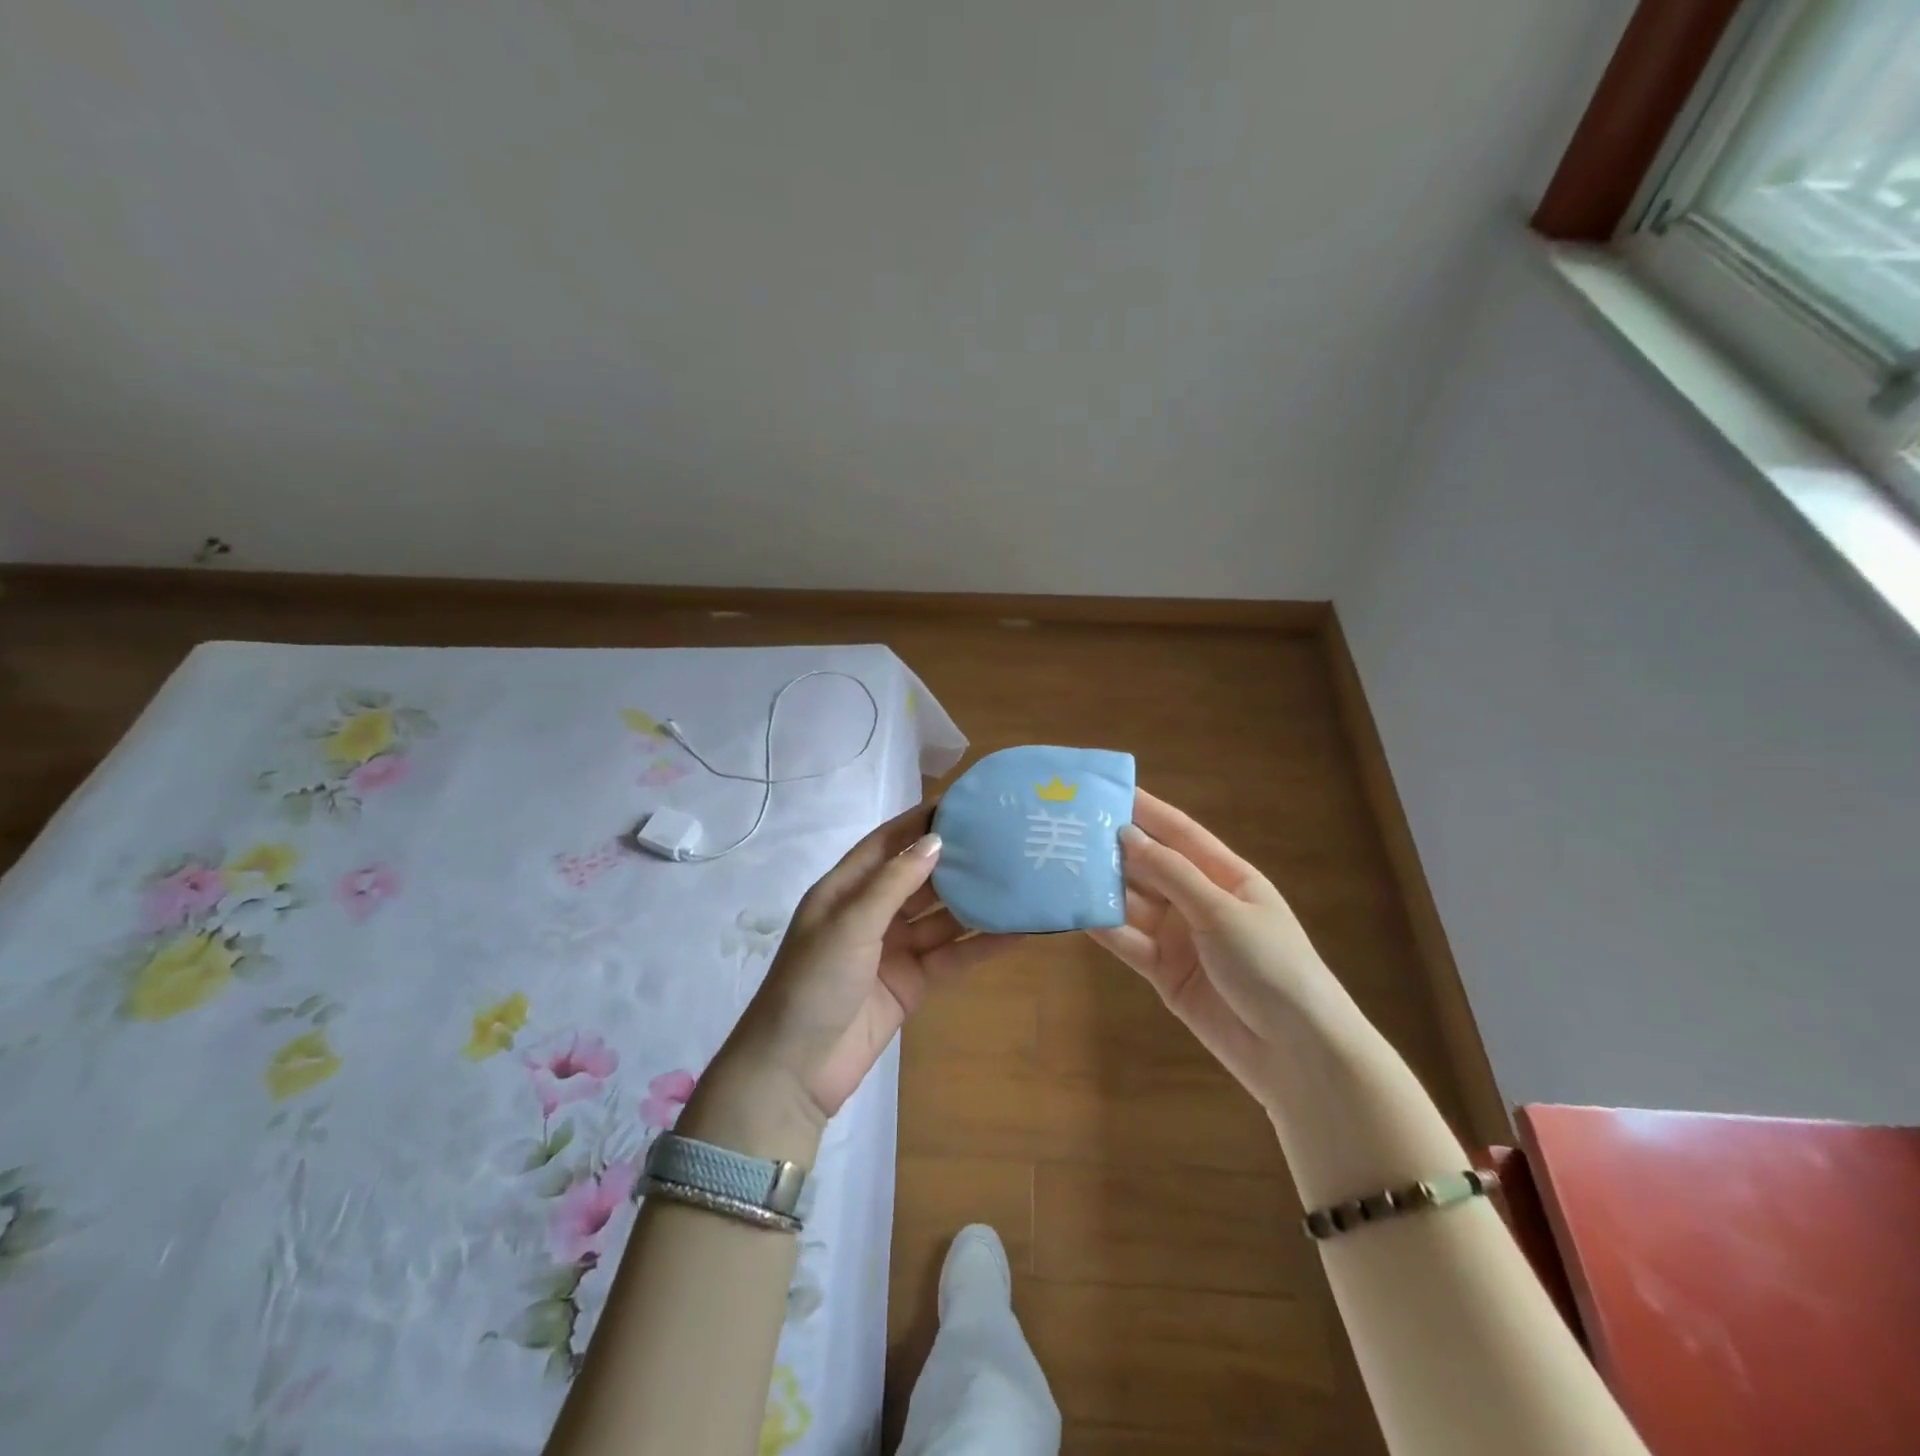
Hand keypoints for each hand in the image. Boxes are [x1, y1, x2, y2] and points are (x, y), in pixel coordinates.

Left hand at [715, 803, 1021, 1124]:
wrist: (794, 1072)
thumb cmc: (813, 984)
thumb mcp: (849, 925)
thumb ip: (893, 883)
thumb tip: (936, 841)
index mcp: (845, 890)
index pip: (886, 843)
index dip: (919, 823)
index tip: (962, 804)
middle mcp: (871, 913)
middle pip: (919, 877)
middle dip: (955, 860)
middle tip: (1002, 839)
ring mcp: (893, 949)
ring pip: (941, 917)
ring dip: (974, 901)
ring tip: (1017, 877)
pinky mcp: (912, 983)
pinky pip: (950, 956)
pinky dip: (980, 945)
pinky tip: (1015, 932)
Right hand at [1091, 790, 1351, 1111]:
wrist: (1296, 1055)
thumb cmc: (1272, 967)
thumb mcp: (1223, 912)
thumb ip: (1172, 873)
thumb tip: (1126, 834)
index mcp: (1226, 876)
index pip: (1179, 832)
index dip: (1145, 809)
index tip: (1105, 788)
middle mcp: (1199, 900)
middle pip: (1150, 866)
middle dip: (1113, 848)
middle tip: (1066, 828)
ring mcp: (1180, 937)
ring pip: (1133, 903)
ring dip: (1102, 887)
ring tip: (1058, 865)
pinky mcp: (1163, 972)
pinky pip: (1128, 942)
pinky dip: (1104, 928)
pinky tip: (1074, 911)